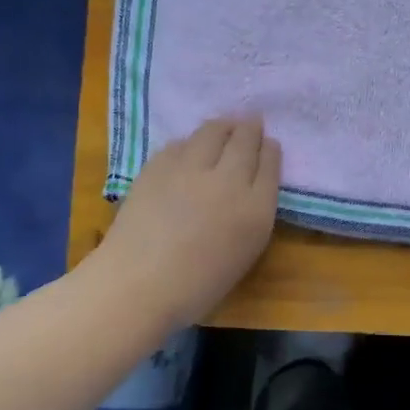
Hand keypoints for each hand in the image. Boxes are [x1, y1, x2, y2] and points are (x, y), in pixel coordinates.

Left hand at [96, 118, 280, 329]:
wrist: (139, 284)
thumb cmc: (197, 287)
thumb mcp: (243, 254)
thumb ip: (251, 216)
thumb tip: (247, 191)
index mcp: (256, 209)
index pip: (269, 165)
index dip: (270, 150)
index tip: (268, 144)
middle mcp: (229, 180)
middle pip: (244, 140)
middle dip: (250, 128)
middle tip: (250, 122)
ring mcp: (191, 168)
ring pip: (212, 132)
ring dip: (223, 126)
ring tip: (224, 126)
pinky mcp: (158, 165)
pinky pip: (181, 143)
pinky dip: (191, 142)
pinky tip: (189, 147)